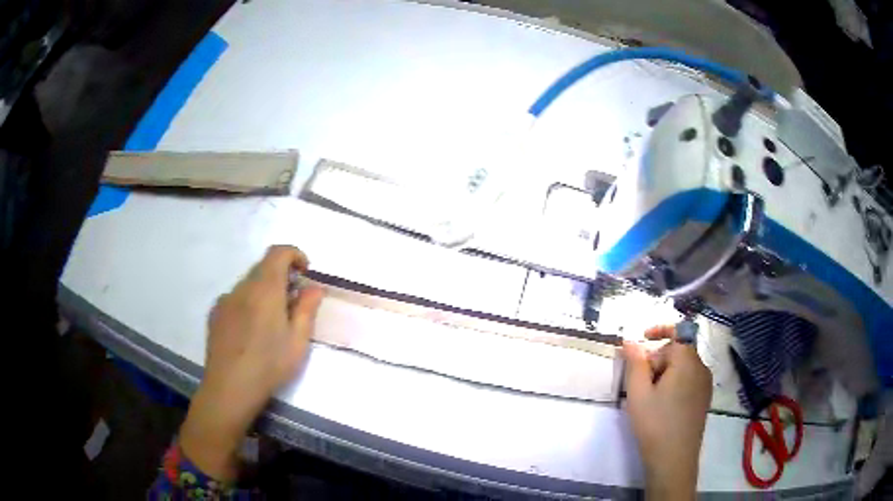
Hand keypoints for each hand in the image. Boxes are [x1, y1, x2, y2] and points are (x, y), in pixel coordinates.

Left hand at [179, 245, 323, 480]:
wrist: (229, 388)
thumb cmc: (269, 365)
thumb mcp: (298, 341)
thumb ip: (307, 308)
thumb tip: (314, 287)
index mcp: (265, 289)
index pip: (278, 252)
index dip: (294, 255)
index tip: (304, 273)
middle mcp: (242, 287)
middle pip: (263, 267)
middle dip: (281, 277)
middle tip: (292, 304)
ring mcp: (225, 300)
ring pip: (248, 284)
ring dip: (264, 292)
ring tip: (270, 324)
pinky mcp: (215, 314)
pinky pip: (235, 299)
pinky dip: (248, 304)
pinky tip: (250, 333)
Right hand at [622, 326, 712, 499]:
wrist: (674, 459)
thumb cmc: (654, 424)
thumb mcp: (638, 393)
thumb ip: (635, 362)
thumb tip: (630, 340)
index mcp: (687, 361)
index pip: (678, 332)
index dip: (660, 330)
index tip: (642, 339)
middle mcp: (701, 368)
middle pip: (679, 351)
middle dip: (657, 359)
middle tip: (639, 382)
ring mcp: (705, 384)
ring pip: (683, 366)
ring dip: (665, 372)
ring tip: (649, 397)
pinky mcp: (704, 399)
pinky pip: (689, 380)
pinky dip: (675, 382)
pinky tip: (663, 405)